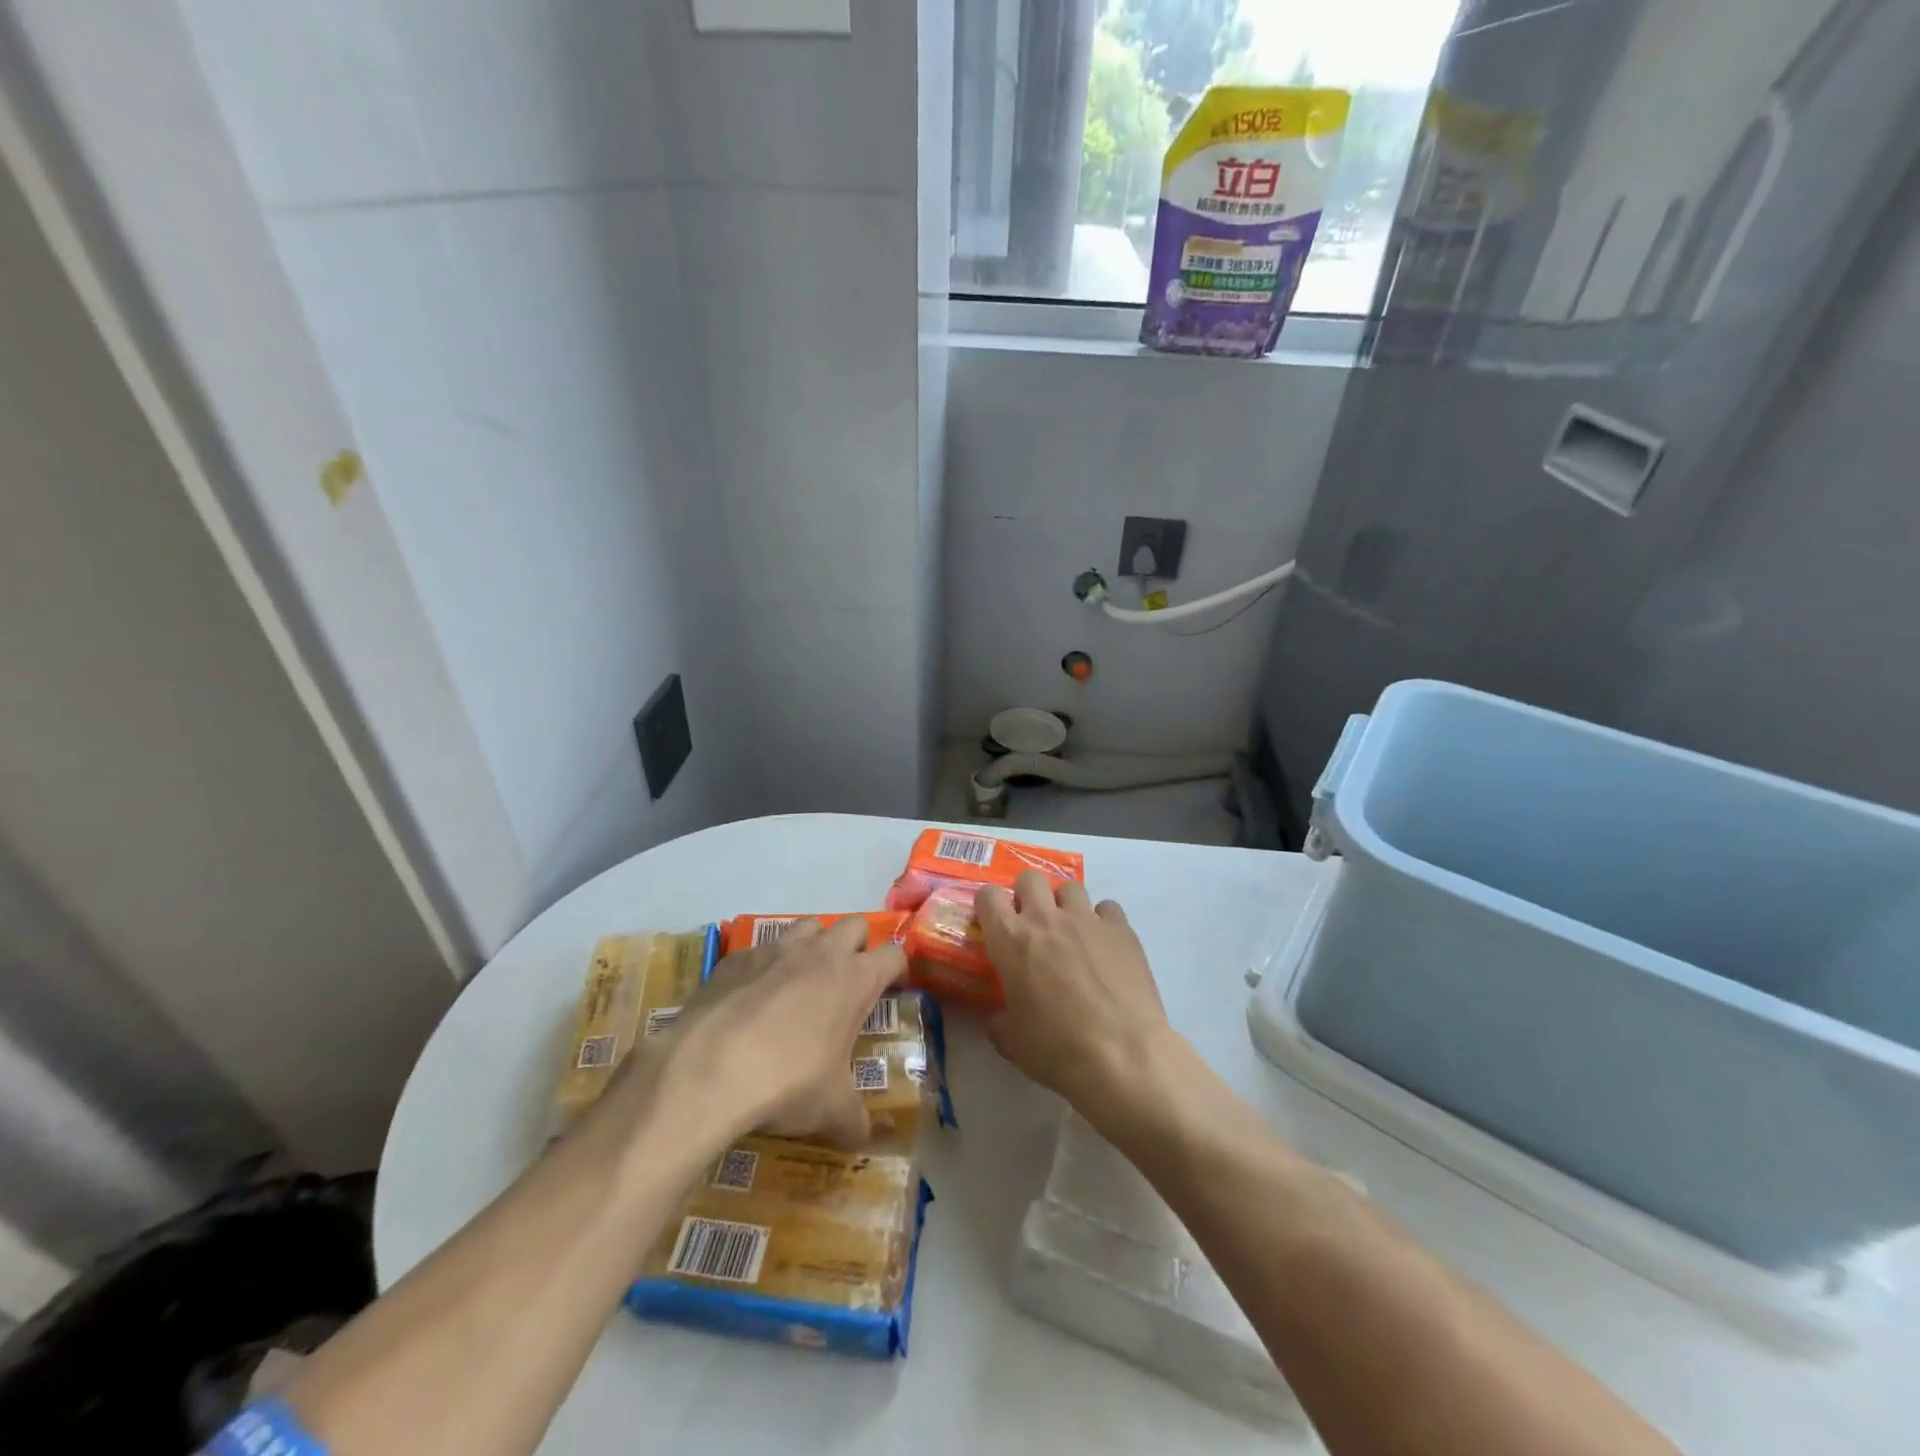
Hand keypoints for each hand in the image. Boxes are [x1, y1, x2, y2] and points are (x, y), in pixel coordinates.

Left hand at [613, 918, 902, 1152]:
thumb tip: (865, 1138)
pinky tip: (752, 998)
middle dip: (858, 946)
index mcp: (855, 979)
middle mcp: (821, 953)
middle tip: (848, 982)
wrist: (708, 1069)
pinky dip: (764, 966)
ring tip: (803, 981)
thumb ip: (854, 1120)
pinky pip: (759, 949)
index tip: (893, 989)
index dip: (897, 969)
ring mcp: (776, 949)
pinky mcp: (736, 958)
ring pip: (808, 925)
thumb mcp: (830, 1110)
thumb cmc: (787, 1082)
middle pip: (854, 925)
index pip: (894, 954)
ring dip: (813, 945)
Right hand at [975, 872, 1172, 1115]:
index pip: (988, 896)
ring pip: (1070, 887)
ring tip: (1071, 933)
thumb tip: (999, 1016)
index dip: (988, 905)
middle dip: (1027, 894)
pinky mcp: (1122, 930)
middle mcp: (1046, 919)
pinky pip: (1107, 909)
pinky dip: (1102, 922)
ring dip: (1065, 905)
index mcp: (1011, 940)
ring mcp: (1087, 920)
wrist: (1122, 1056)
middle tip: (1032, 924)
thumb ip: (999, 1020)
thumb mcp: (1011, 1042)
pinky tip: (1105, 947)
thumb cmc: (1057, 1049)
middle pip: (1030, 878)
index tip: (993, 923)